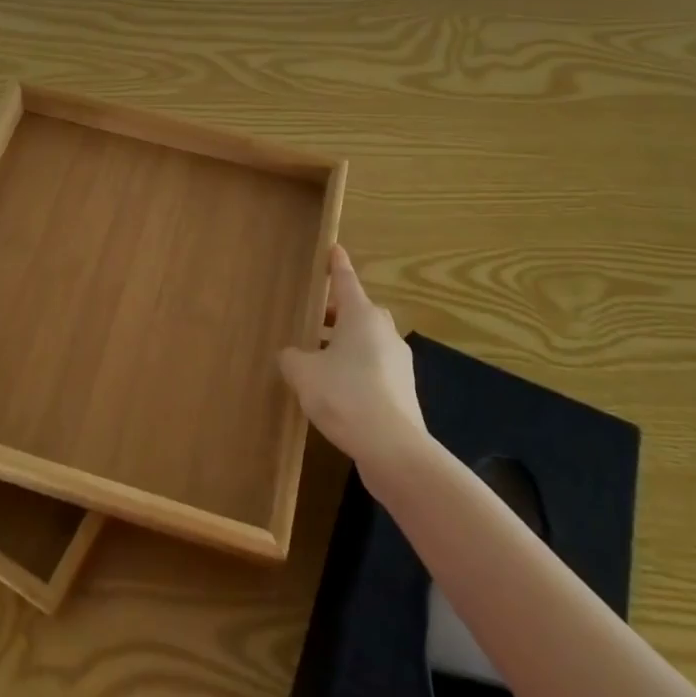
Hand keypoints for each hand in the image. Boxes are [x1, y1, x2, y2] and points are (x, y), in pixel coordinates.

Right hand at [280, 245, 428, 479]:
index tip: (334, 248)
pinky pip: (374, 368)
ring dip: (346, 344)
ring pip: (368, 341)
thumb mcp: (304, 373)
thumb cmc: (345, 396)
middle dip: (337, 312)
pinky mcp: (402, 391)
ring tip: (319, 359)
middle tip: (315, 316)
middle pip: (359, 311)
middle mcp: (384, 332)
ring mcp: (398, 362)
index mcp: (361, 316)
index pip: (346, 280)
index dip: (336, 264)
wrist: (393, 449)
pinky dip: (356, 370)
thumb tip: (293, 355)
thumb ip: (293, 358)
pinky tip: (337, 391)